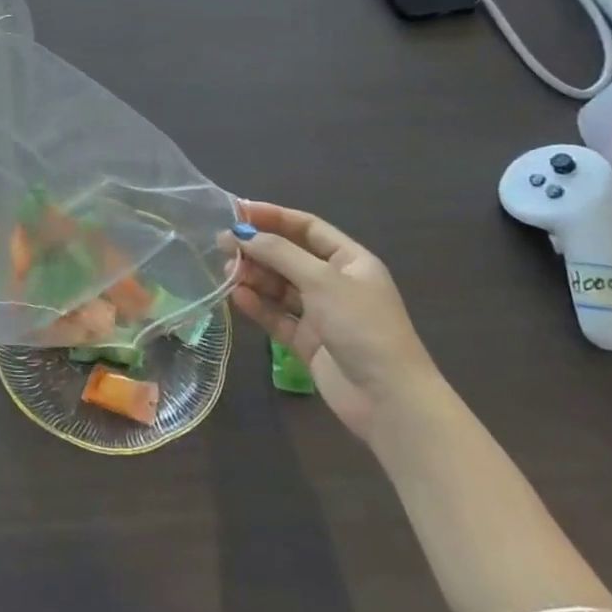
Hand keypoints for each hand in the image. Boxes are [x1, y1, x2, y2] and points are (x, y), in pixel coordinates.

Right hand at [226, 201, 438, 442]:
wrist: (389, 400)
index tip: (237, 211)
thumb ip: (279, 253)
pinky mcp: (308, 342)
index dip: (273, 216)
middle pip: (289, 256)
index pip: (307, 227)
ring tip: (227, 272)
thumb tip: (242, 233)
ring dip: (254, 276)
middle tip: (222, 244)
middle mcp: (335, 283)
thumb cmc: (362, 326)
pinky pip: (277, 316)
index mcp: (350, 261)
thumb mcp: (321, 280)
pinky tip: (237, 297)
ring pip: (280, 286)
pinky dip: (258, 305)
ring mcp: (321, 314)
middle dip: (258, 248)